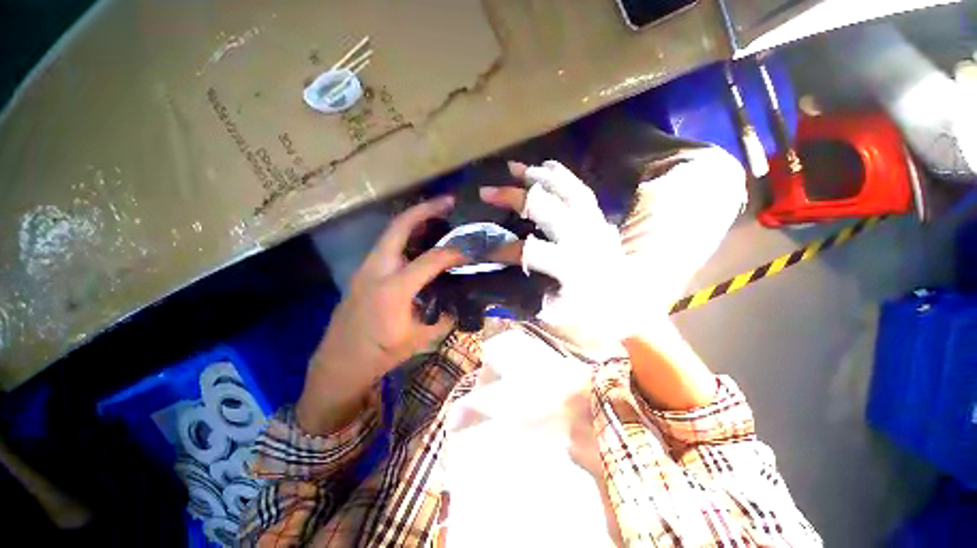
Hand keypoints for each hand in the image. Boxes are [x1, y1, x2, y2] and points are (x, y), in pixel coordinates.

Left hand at [297, 197, 466, 434]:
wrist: (340, 362)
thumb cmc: (381, 353)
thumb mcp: (420, 338)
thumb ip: (445, 317)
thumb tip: (461, 301)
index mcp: (394, 289)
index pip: (431, 260)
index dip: (454, 251)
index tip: (470, 248)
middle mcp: (377, 269)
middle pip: (400, 226)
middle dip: (425, 209)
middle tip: (448, 201)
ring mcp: (366, 267)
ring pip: (391, 232)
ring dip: (414, 219)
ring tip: (437, 215)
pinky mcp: (363, 271)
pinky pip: (387, 245)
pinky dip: (406, 235)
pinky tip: (420, 240)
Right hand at [481, 161, 641, 341]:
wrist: (627, 302)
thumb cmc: (590, 311)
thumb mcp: (558, 310)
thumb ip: (531, 292)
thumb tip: (506, 272)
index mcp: (571, 267)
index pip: (529, 251)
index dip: (502, 248)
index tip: (482, 248)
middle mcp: (583, 239)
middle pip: (547, 209)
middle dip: (514, 198)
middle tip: (487, 191)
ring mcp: (594, 224)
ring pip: (567, 191)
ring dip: (539, 178)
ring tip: (515, 168)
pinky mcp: (600, 217)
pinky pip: (582, 190)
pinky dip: (563, 175)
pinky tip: (547, 165)